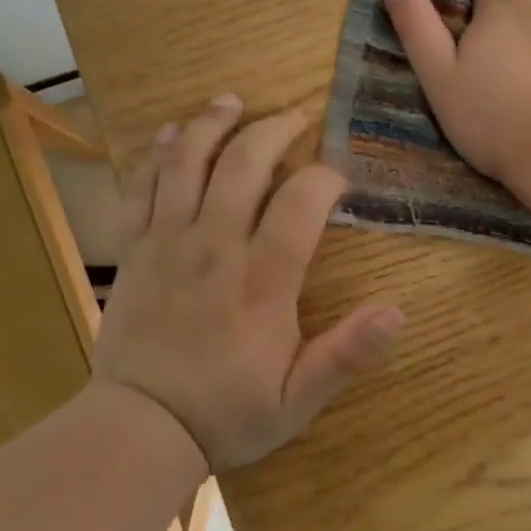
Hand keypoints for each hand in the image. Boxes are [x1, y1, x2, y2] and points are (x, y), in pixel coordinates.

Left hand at [93, 95, 404, 471]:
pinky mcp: (133, 247)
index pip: (300, 203)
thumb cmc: (226, 412)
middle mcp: (214, 247)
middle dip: (274, 130)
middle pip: (244, 163)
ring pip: (188, 161)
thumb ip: (346, 355)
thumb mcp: (298, 399)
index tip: (338, 180)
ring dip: (212, 124)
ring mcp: (167, 241)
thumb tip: (397, 313)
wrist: (139, 429)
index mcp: (261, 282)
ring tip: (233, 101)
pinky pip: (141, 186)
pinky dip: (157, 154)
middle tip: (296, 118)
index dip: (325, 178)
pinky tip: (171, 132)